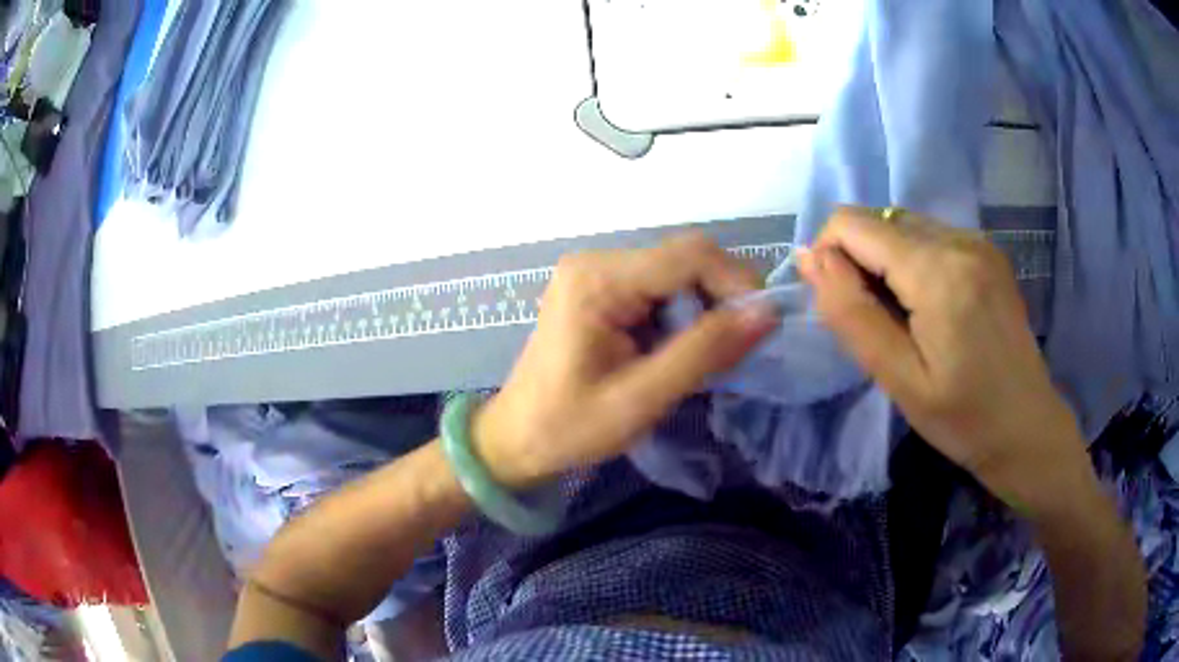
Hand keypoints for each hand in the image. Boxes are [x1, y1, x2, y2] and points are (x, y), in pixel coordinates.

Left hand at [473, 234, 777, 487]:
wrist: (516, 438)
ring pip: (678, 272)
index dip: (737, 283)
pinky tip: (680, 350)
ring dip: (705, 308)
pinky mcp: (601, 288)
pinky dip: (684, 314)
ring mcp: (597, 272)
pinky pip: (660, 287)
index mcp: (598, 280)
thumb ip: (704, 352)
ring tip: (708, 356)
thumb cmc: (569, 427)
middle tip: (737, 349)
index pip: (691, 255)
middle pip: (686, 258)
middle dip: (723, 298)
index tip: (761, 327)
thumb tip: (766, 314)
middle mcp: (597, 261)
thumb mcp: (641, 398)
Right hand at [797, 207, 1091, 512]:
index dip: (830, 255)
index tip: (843, 306)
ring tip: (907, 319)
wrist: (1027, 427)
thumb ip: (851, 314)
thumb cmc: (963, 418)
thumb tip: (809, 258)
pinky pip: (931, 236)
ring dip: (887, 262)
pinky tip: (931, 307)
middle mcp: (959, 239)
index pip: (853, 223)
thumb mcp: (898, 379)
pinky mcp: (987, 251)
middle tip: (880, 324)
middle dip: (860, 261)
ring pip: (903, 226)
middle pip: (878, 220)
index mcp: (938, 271)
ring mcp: (977, 241)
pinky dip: (914, 262)